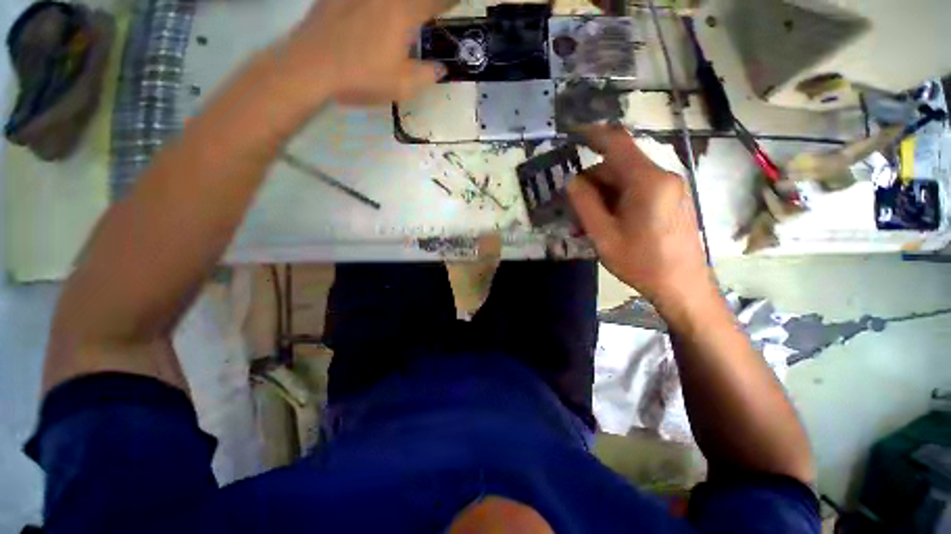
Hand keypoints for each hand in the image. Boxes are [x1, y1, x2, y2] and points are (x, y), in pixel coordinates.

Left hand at [280, 0, 457, 105]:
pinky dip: (378, 8)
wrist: (312, 65)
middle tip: (426, 15)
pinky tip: (374, 17)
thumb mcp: (402, 86)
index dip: (448, 2)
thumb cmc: (362, 77)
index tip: (456, 4)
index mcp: (403, 13)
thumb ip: (427, 75)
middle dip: (423, 6)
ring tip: (402, 19)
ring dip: (400, 8)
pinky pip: (366, 1)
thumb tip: (441, 69)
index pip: (435, 1)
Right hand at [567, 125, 712, 307]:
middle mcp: (662, 177)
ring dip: (602, 197)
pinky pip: (637, 192)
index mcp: (647, 182)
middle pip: (617, 167)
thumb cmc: (642, 263)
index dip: (593, 134)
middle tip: (573, 211)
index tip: (573, 133)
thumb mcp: (603, 236)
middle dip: (591, 184)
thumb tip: (573, 180)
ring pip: (625, 181)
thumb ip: (585, 204)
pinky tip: (606, 223)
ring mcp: (669, 189)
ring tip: (586, 224)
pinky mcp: (671, 201)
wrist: (683, 287)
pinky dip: (616, 202)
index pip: (617, 144)